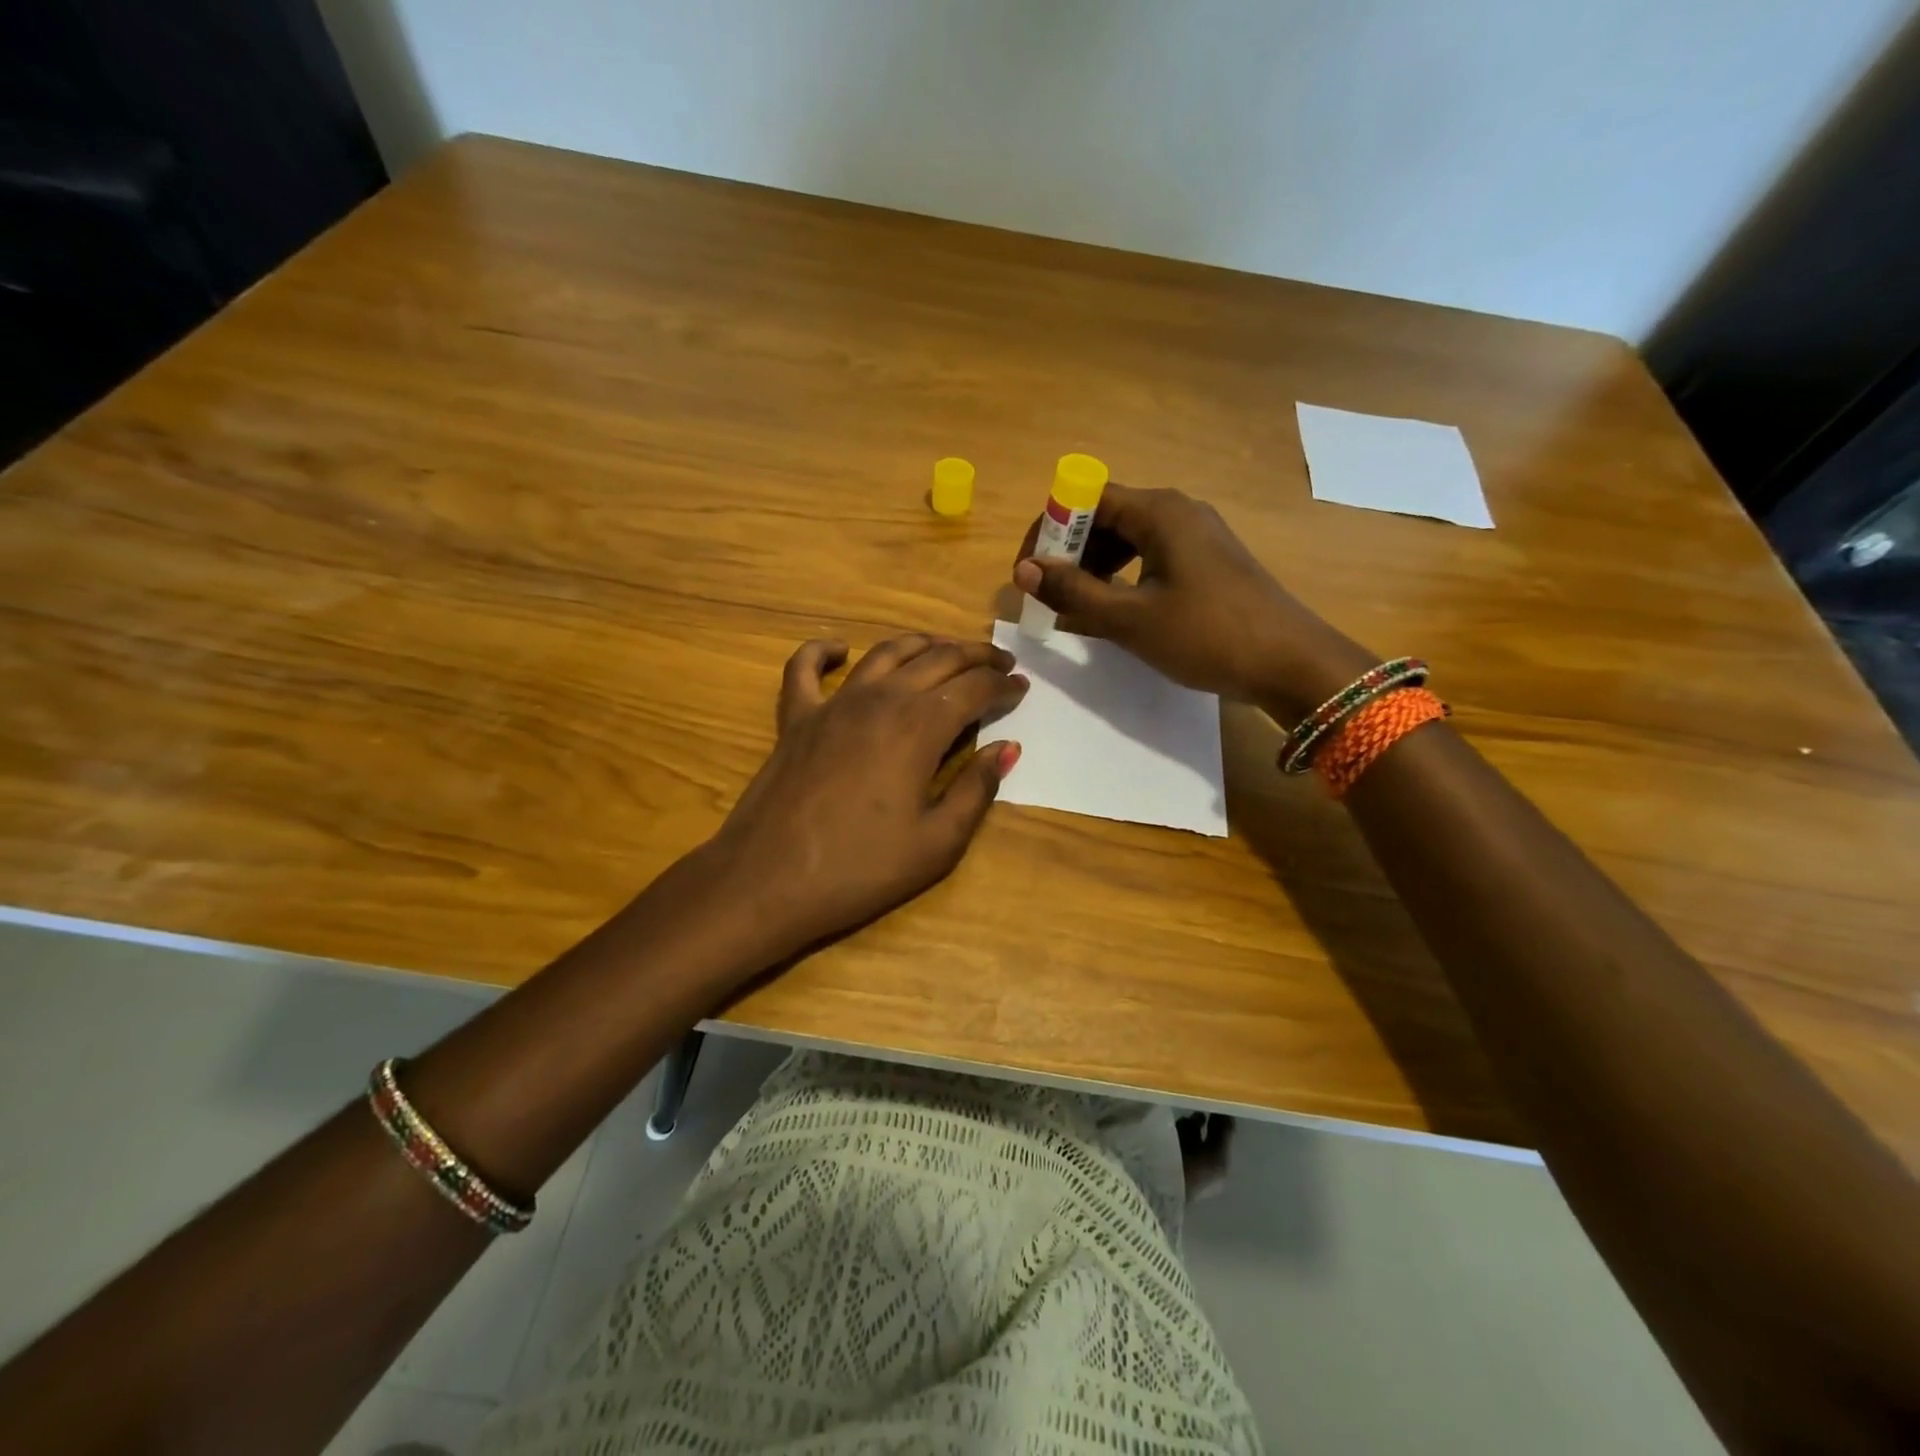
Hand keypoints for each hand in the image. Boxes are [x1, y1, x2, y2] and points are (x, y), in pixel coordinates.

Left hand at [705, 634, 1026, 962]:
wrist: (768, 881)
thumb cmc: (860, 868)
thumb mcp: (937, 843)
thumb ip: (976, 789)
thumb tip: (1007, 748)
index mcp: (919, 726)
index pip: (973, 689)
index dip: (1002, 686)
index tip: (1022, 687)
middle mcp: (880, 699)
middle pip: (937, 659)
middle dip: (975, 657)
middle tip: (999, 663)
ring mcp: (833, 703)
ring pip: (885, 653)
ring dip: (922, 644)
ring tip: (945, 649)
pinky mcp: (795, 717)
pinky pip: (804, 668)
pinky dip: (822, 651)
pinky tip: (839, 649)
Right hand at [1012, 484, 1373, 720]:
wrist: (1290, 663)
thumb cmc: (1207, 635)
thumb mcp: (1130, 618)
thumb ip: (1073, 593)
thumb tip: (1023, 571)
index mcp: (1159, 512)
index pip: (1086, 499)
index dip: (1049, 530)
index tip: (1028, 572)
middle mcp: (1178, 512)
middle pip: (1106, 516)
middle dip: (1070, 552)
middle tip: (1048, 596)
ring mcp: (1196, 537)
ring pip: (1128, 539)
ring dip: (1094, 569)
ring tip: (1075, 608)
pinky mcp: (1207, 563)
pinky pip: (1150, 558)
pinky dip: (1122, 579)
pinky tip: (1113, 611)